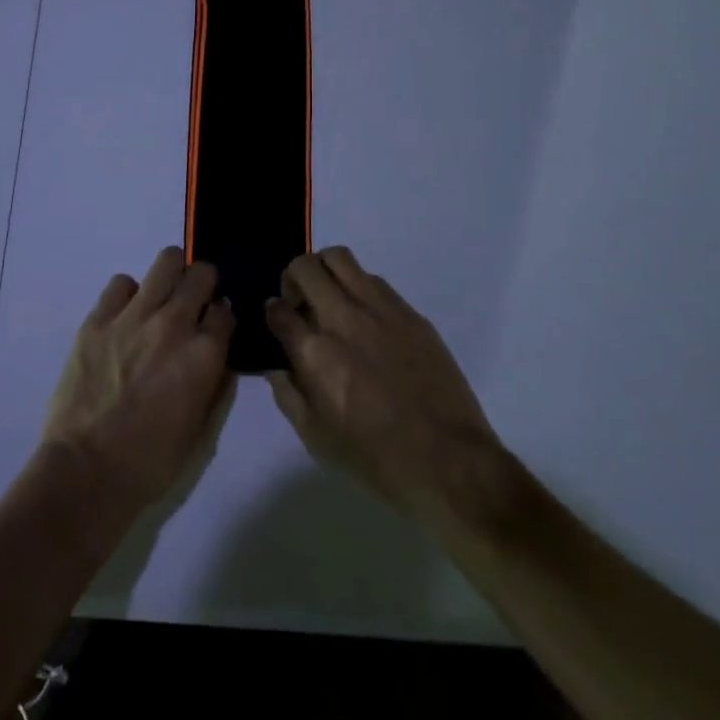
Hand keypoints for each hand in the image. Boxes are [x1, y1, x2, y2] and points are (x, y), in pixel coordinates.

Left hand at [41, 248, 234, 527]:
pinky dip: (129, 294)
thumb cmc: (150, 461)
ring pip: (166, 261)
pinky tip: (125, 315)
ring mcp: (133, 316)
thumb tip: (220, 354)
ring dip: (172, 275)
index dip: (221, 317)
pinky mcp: (98, 318)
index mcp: (204, 354)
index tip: (214, 327)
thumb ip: (217, 384)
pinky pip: (121, 283)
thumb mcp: (202, 430)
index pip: (226, 309)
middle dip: (203, 285)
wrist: (86, 470)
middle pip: (201, 273)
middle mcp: (174, 323)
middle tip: (193, 303)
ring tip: (163, 296)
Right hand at [265, 248, 527, 534]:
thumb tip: (277, 365)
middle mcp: (343, 318)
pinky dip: (359, 287)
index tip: (278, 319)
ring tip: (331, 298)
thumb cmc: (374, 457)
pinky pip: (375, 280)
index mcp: (314, 352)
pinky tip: (366, 317)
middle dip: (293, 278)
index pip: (278, 309)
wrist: (447, 460)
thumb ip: (288, 394)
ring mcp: (380, 310)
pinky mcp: (410, 313)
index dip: (272, 311)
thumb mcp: (315, 436)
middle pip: (305, 268)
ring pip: (341, 259)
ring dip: (326, 272)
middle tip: (300, 301)